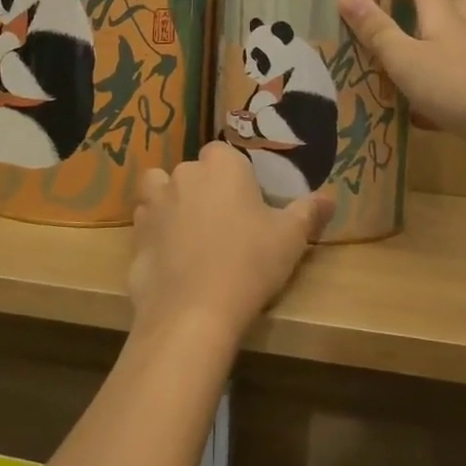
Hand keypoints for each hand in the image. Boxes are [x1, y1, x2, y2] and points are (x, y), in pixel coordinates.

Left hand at [128, 143, 331, 343]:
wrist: (193, 311)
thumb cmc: (249, 263)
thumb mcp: (291, 238)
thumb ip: (308, 212)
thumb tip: (330, 197)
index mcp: (221, 165)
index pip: (224, 154)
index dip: (235, 176)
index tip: (248, 203)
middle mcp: (183, 173)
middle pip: (193, 171)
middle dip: (204, 189)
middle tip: (225, 224)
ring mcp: (154, 203)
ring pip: (159, 190)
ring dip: (170, 203)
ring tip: (189, 233)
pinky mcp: (135, 234)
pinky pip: (146, 224)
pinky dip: (155, 234)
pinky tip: (171, 259)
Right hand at [338, 0, 465, 144]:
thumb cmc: (458, 85)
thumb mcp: (406, 58)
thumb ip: (378, 30)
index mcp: (439, 12)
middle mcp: (459, 28)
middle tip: (382, 4)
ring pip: (445, 36)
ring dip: (421, 35)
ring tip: (393, 53)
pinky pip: (447, 73)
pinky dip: (428, 80)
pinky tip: (413, 108)